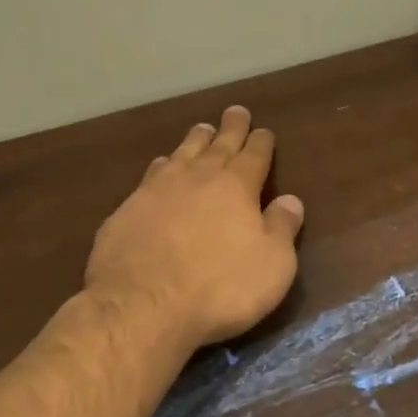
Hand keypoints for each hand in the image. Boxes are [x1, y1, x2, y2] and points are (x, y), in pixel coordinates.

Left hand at [86, 105, 304, 349]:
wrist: (143, 305)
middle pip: (217, 145)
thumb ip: (282, 228)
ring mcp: (157, 190)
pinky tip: (160, 167)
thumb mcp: (272, 264)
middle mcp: (197, 178)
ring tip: (201, 130)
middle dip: (230, 128)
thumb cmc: (220, 287)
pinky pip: (150, 176)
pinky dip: (162, 166)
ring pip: (181, 154)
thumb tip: (291, 200)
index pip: (254, 155)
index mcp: (236, 187)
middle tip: (235, 111)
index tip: (264, 131)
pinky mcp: (127, 210)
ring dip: (194, 141)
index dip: (261, 142)